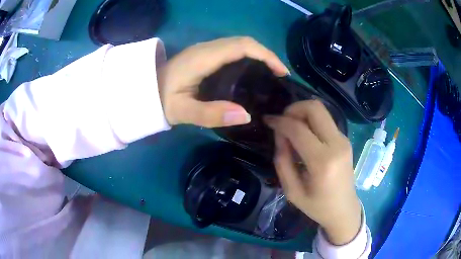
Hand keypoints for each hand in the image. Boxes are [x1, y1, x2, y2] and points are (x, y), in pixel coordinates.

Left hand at [158, 37, 289, 127]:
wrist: (144, 92)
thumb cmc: (160, 102)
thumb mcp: (183, 112)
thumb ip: (211, 114)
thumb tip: (246, 115)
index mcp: (203, 57)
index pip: (241, 46)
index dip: (266, 55)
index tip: (281, 72)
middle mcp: (206, 48)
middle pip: (243, 42)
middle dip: (266, 54)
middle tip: (280, 75)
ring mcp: (204, 50)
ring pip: (238, 44)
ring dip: (258, 54)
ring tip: (271, 74)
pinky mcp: (203, 55)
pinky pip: (231, 50)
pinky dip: (248, 57)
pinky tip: (252, 71)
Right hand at [264, 100, 361, 244]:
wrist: (344, 210)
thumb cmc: (317, 206)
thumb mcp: (292, 190)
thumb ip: (282, 161)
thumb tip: (279, 135)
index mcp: (322, 162)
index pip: (298, 129)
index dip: (279, 121)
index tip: (268, 121)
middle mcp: (336, 145)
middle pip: (315, 108)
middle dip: (294, 108)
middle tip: (282, 121)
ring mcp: (343, 140)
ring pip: (321, 110)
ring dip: (302, 113)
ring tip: (291, 129)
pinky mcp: (345, 139)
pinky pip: (325, 120)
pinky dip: (311, 121)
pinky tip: (304, 136)